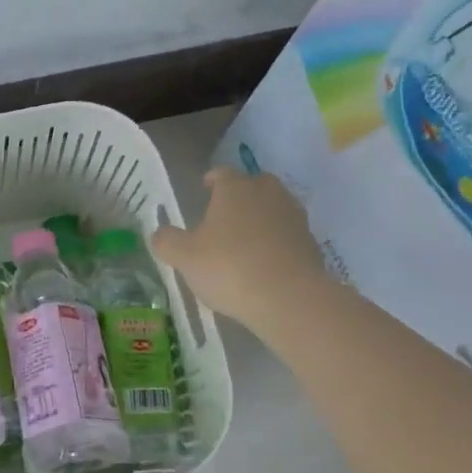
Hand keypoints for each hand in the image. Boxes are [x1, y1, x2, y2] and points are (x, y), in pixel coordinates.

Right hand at [152, 168, 328, 334]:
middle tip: (225, 215)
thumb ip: (167, 241)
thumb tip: (160, 233)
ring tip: (246, 240)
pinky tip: (266, 263)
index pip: (222, 173)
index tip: (204, 189)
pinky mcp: (311, 244)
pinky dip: (278, 243)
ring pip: (275, 209)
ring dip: (262, 218)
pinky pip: (289, 235)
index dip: (212, 180)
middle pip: (254, 185)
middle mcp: (267, 194)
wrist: (289, 299)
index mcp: (235, 189)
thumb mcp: (184, 257)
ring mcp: (293, 218)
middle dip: (241, 196)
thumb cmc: (229, 268)